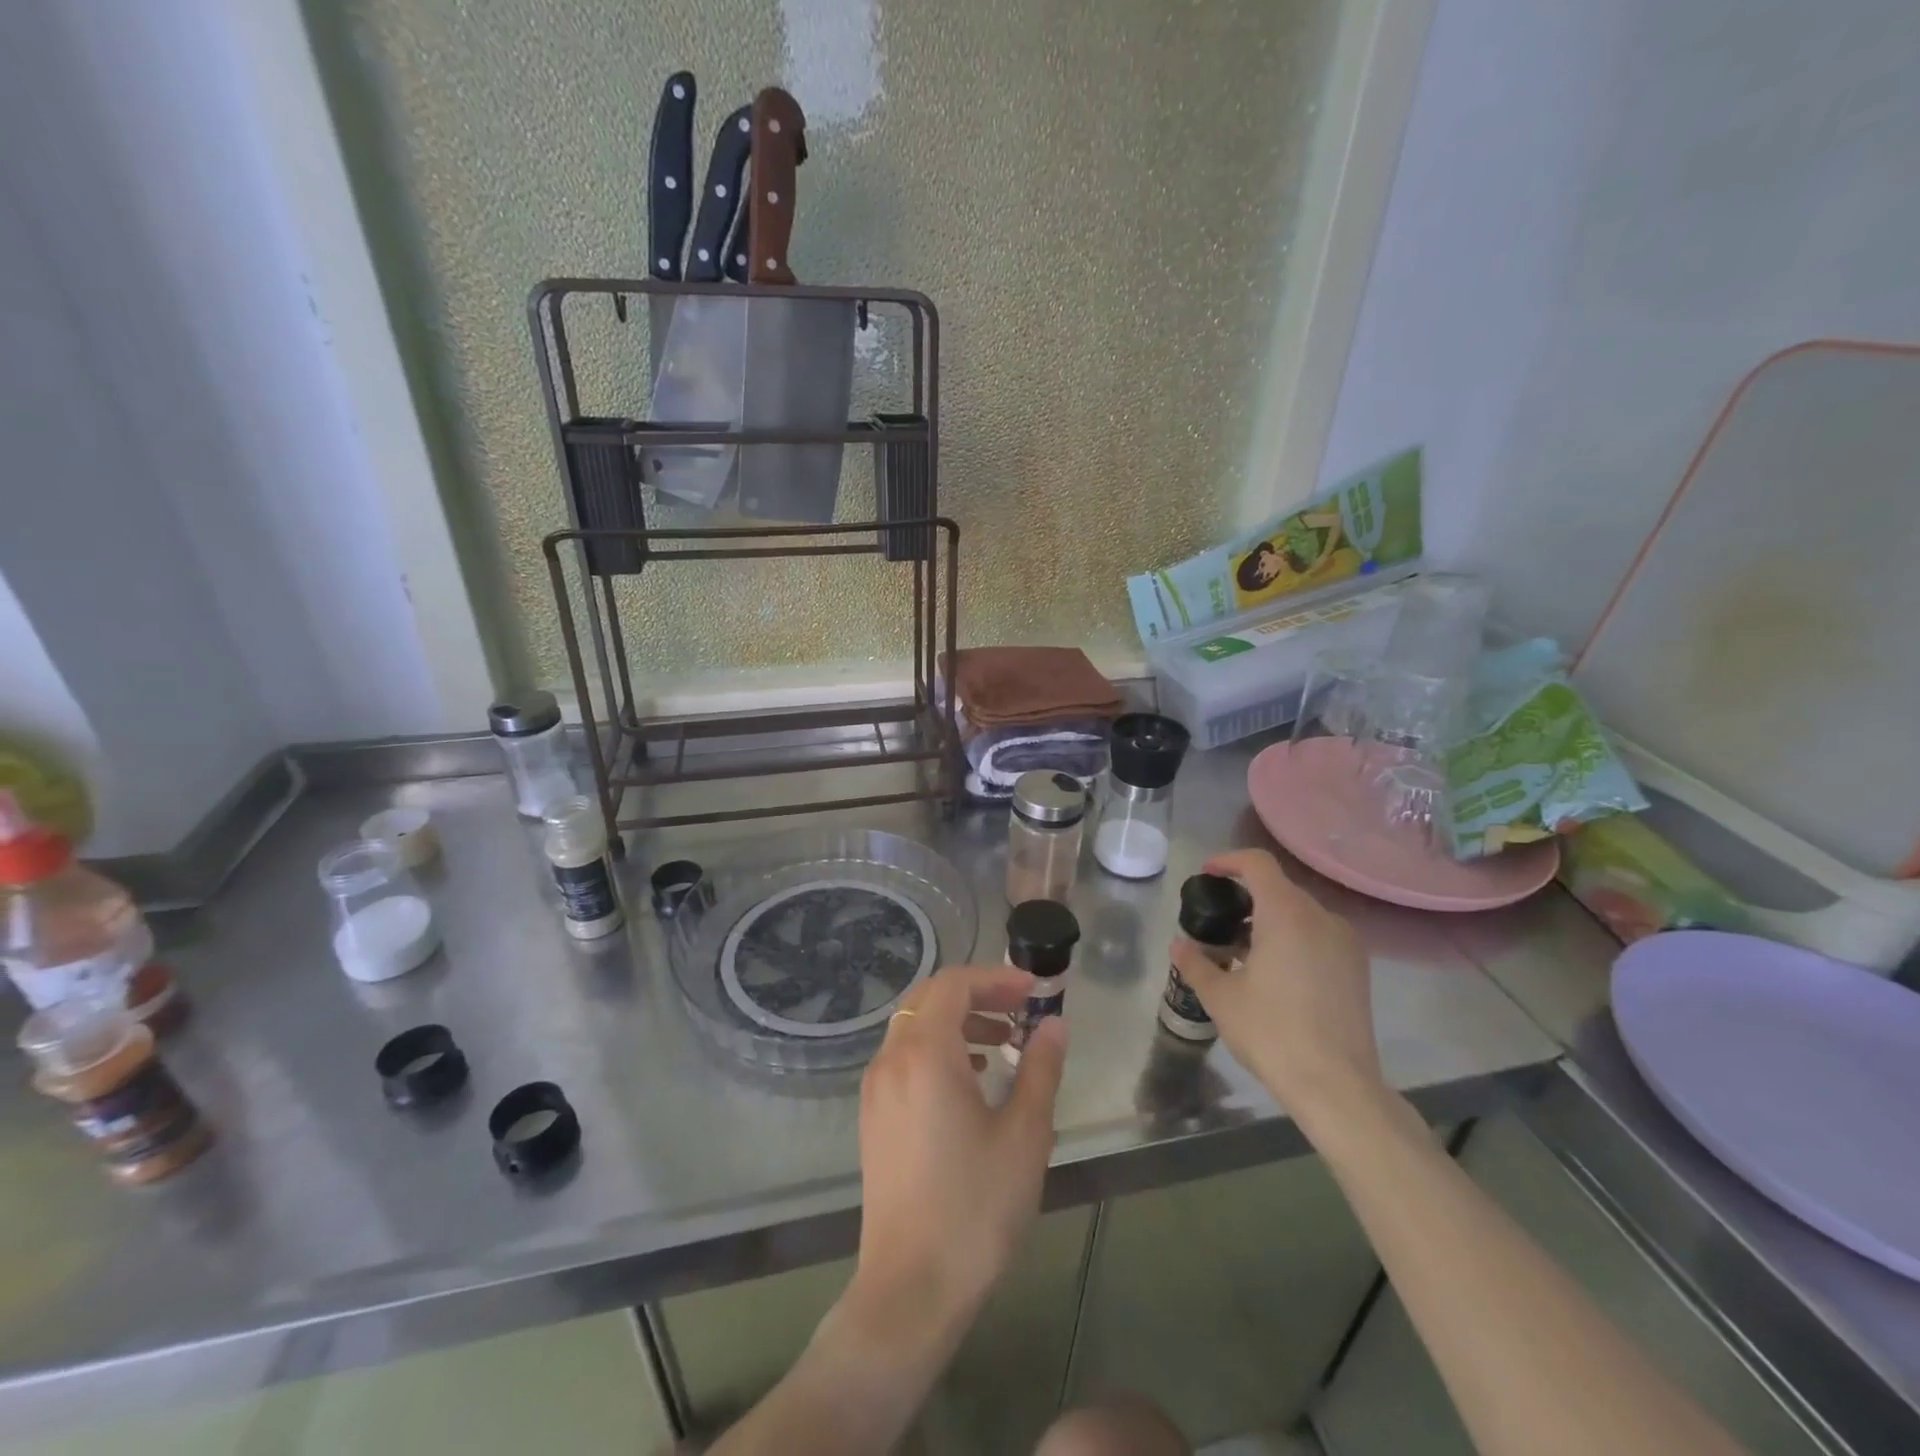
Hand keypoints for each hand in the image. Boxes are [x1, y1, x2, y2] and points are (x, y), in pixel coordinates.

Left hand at [846, 965, 1067, 1352]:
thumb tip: (1054, 1023)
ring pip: (915, 1026)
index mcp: (925, 1053)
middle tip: (1021, 1010)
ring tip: (1004, 1043)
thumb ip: (1040, 1068)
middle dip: (978, 994)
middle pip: (930, 998)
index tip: (1034, 990)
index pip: (954, 984)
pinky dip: (939, 1048)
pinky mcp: (873, 1115)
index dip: (996, 978)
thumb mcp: (1024, 1135)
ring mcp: (875, 1088)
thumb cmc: (975, 1208)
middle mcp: (891, 1059)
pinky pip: (905, 1056)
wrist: (910, 1290)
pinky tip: (972, 1079)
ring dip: (958, 1020)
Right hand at [1170, 849, 1385, 1130]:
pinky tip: (1275, 973)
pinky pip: (1318, 935)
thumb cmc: (1272, 1032)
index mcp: (1286, 913)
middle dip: (1245, 897)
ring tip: (1243, 953)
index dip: (1229, 861)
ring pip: (1300, 913)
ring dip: (1269, 920)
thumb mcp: (1221, 998)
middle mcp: (1321, 917)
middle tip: (1219, 924)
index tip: (1207, 876)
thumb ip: (1196, 963)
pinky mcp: (1357, 968)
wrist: (1337, 1086)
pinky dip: (1293, 938)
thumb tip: (1180, 945)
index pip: (1258, 863)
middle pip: (1278, 888)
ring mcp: (1345, 942)